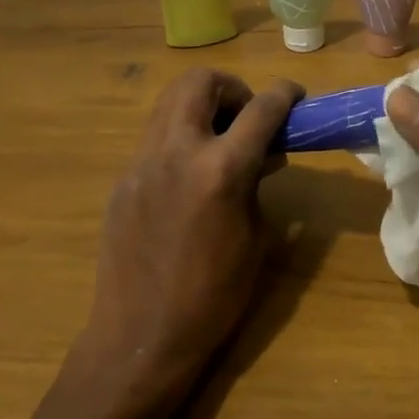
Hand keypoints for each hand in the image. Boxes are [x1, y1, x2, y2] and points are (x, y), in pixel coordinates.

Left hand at [84, 69, 302, 396]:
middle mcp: (176, 152)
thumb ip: (257, 183)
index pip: (260, 109)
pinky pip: (154, 138)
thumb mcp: (255, 237)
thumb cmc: (214, 296)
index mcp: (220, 170)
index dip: (284, 94)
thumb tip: (263, 154)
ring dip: (201, 106)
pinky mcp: (122, 180)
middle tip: (247, 116)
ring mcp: (141, 163)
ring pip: (169, 102)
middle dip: (231, 87)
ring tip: (220, 140)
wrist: (141, 337)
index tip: (296, 95)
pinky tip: (190, 175)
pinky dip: (180, 137)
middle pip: (199, 82)